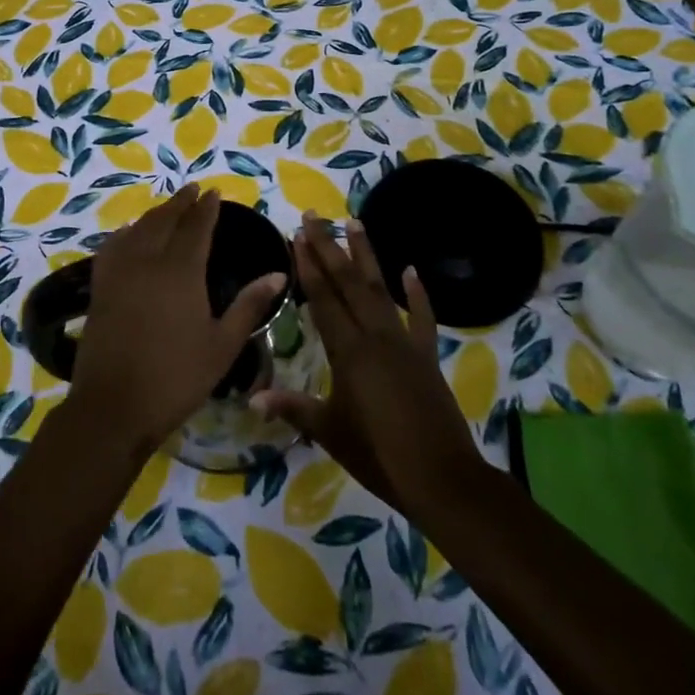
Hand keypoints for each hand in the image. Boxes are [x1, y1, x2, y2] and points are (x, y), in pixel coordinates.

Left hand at [68, 186, 286, 456]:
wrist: (113, 406)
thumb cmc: (176, 378)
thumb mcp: (222, 346)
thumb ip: (249, 305)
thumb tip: (277, 273)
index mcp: (181, 271)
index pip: (196, 227)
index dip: (206, 208)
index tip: (214, 192)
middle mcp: (148, 261)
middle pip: (165, 220)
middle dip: (181, 202)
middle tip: (193, 189)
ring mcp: (119, 272)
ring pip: (138, 228)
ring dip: (155, 213)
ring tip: (168, 207)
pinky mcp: (100, 287)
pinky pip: (112, 246)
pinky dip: (125, 232)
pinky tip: (129, 233)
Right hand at [252, 214, 482, 517]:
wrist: (441, 478)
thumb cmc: (378, 455)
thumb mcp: (329, 431)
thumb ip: (292, 408)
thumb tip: (252, 397)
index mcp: (348, 351)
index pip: (323, 299)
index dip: (308, 266)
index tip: (296, 235)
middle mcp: (375, 336)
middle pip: (348, 283)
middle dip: (329, 248)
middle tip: (315, 216)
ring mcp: (404, 343)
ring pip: (380, 290)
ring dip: (366, 256)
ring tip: (355, 223)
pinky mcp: (427, 356)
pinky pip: (423, 318)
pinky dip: (419, 294)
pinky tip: (411, 270)